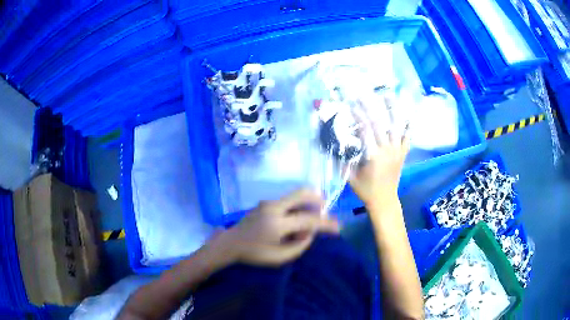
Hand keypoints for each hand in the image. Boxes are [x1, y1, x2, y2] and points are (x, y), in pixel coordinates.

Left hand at [215, 189, 339, 266]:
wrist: (231, 243)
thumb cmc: (254, 253)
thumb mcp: (279, 257)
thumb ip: (299, 246)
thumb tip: (310, 232)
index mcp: (277, 223)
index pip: (308, 220)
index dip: (325, 223)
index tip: (338, 228)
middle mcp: (273, 207)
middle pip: (301, 194)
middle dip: (318, 199)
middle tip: (326, 210)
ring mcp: (268, 203)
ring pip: (295, 195)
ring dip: (308, 203)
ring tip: (313, 217)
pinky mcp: (265, 203)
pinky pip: (287, 201)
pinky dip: (298, 206)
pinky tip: (297, 219)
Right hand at [350, 96, 409, 209]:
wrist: (384, 200)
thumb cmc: (366, 190)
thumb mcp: (350, 177)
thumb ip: (341, 160)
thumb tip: (331, 143)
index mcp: (373, 155)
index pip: (365, 130)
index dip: (358, 116)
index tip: (351, 105)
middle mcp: (387, 150)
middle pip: (379, 124)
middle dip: (370, 108)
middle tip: (363, 95)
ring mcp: (397, 151)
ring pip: (396, 126)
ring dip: (392, 110)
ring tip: (388, 95)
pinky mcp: (403, 153)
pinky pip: (408, 138)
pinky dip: (409, 126)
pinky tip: (408, 114)